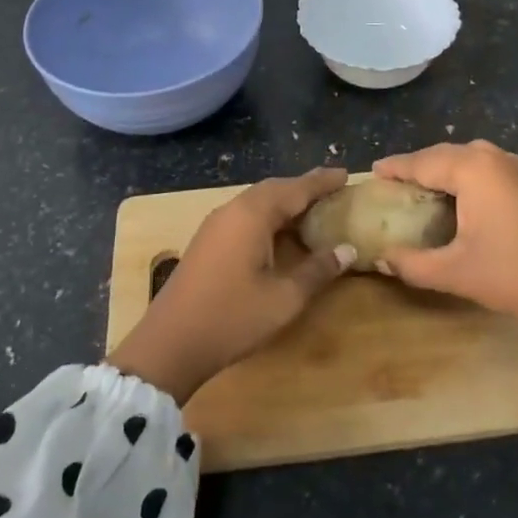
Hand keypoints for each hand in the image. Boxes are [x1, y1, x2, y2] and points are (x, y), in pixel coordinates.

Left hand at [108, 167, 353, 404]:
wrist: (170, 343)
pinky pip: (244, 214)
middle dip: (303, 187)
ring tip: (311, 208)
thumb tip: (347, 249)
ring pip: (256, 201)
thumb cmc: (232, 318)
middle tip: (332, 188)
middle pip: (274, 189)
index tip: (346, 173)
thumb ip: (318, 270)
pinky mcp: (207, 241)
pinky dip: (268, 215)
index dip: (322, 181)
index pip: (295, 189)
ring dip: (285, 201)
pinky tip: (280, 232)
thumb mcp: (284, 298)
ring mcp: (215, 225)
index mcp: (252, 215)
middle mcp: (232, 210)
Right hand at [373, 141, 517, 359]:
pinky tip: (459, 198)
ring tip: (421, 188)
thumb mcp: (453, 272)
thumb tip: (382, 257)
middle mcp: (494, 159)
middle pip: (445, 154)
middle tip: (393, 183)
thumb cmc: (513, 275)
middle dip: (418, 166)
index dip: (396, 168)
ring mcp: (517, 169)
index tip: (372, 172)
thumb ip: (411, 263)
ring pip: (469, 159)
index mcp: (472, 169)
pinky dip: (466, 176)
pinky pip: (487, 168)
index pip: (422, 162)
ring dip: (444, 169)